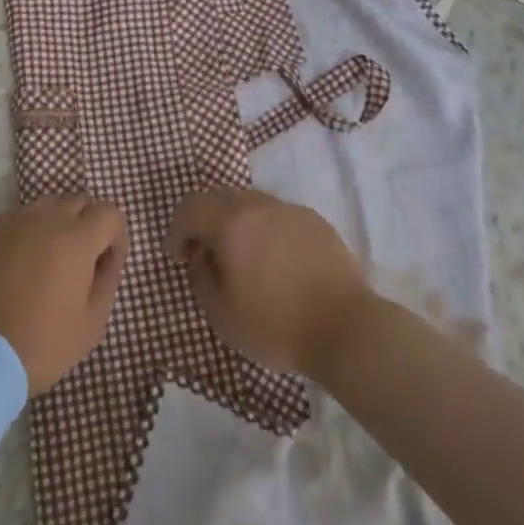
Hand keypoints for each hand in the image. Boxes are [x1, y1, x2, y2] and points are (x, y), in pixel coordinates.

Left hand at [0, 196, 128, 394]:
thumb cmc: (42, 344)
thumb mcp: (91, 323)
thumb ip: (108, 280)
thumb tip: (108, 256)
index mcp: (76, 239)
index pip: (109, 212)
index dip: (116, 235)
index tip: (108, 262)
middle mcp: (47, 219)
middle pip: (79, 201)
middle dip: (89, 224)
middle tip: (82, 261)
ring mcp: (14, 222)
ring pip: (48, 205)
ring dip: (59, 223)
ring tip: (51, 259)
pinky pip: (20, 217)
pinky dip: (31, 230)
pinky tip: (24, 262)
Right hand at [168, 188, 372, 376]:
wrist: (345, 327)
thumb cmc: (276, 325)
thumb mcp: (222, 315)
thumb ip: (201, 279)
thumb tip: (202, 258)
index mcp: (230, 223)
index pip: (191, 207)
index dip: (178, 229)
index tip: (178, 257)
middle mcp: (258, 205)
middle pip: (220, 197)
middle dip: (205, 220)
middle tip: (205, 252)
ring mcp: (289, 209)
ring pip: (251, 203)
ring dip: (236, 223)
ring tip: (241, 257)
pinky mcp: (314, 220)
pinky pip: (278, 215)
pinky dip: (265, 229)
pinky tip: (275, 261)